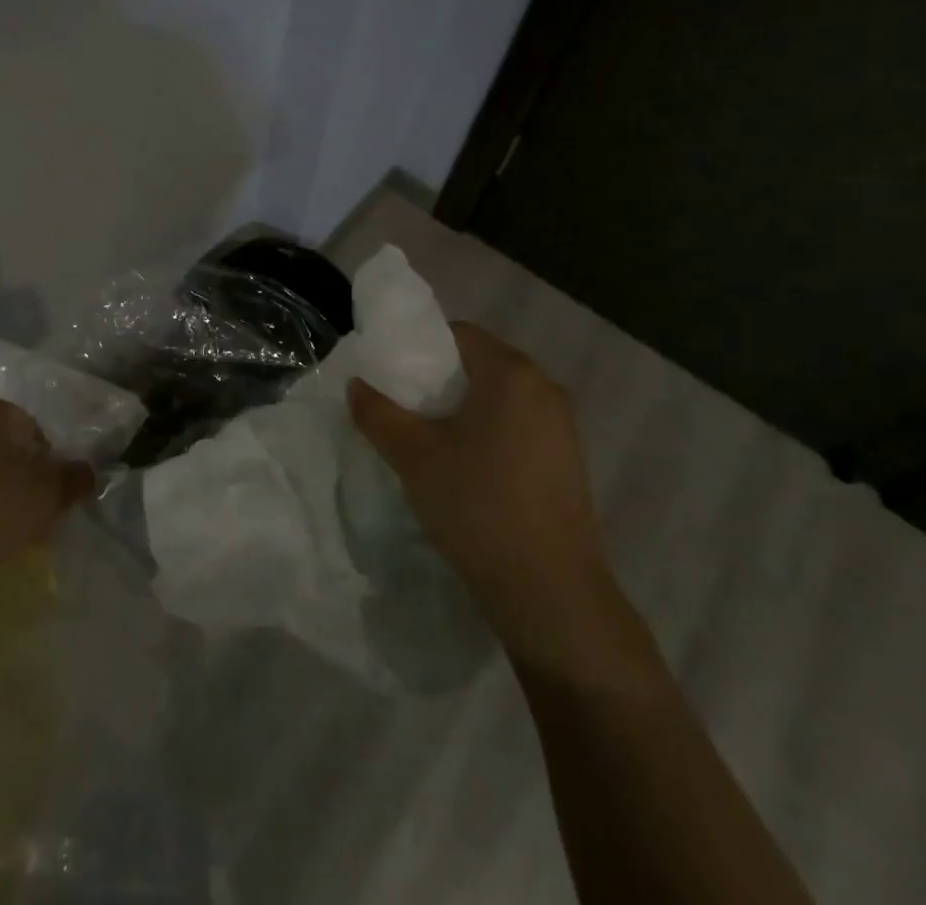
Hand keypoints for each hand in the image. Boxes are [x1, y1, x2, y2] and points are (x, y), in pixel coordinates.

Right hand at [347, 322, 610, 665]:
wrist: (550, 592)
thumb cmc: (477, 505)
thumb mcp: (413, 456)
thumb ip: (377, 413)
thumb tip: (356, 385)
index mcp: (512, 372)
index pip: (458, 333)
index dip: (420, 349)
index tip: (395, 378)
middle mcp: (545, 387)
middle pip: (481, 364)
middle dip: (441, 382)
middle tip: (406, 410)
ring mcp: (563, 427)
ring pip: (501, 399)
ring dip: (466, 410)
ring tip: (432, 442)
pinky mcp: (569, 461)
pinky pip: (520, 427)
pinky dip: (491, 434)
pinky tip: (469, 471)